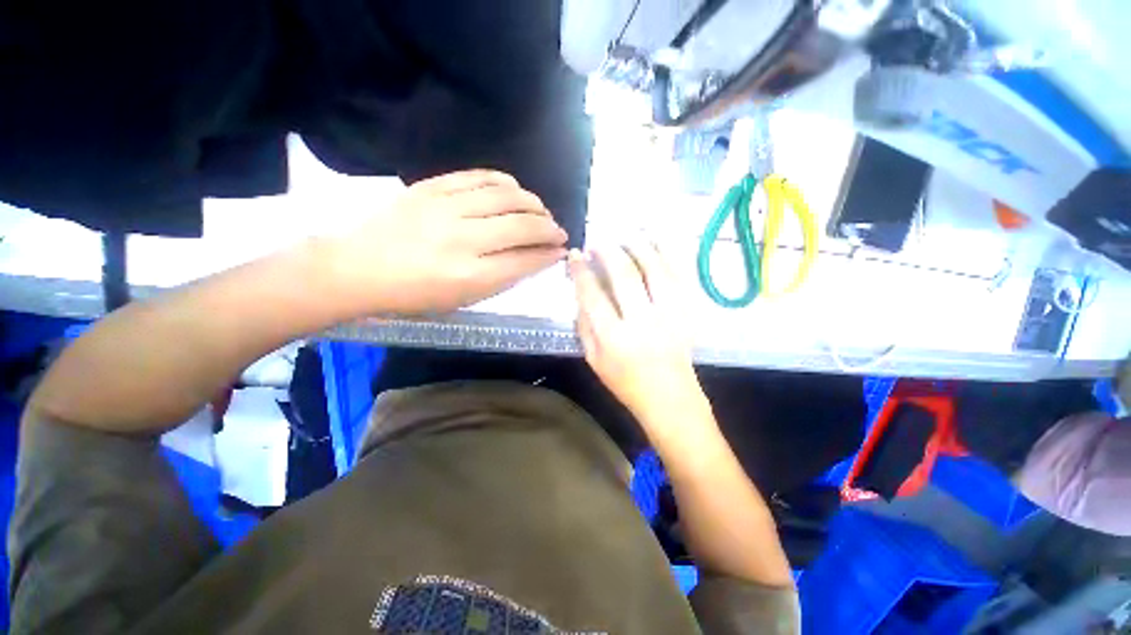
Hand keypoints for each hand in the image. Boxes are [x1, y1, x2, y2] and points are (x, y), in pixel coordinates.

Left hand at [329, 170, 567, 313]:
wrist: (357, 267)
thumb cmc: (413, 295)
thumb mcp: (461, 300)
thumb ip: (501, 279)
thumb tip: (534, 259)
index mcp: (470, 276)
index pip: (524, 260)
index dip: (548, 255)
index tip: (562, 251)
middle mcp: (463, 240)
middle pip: (521, 226)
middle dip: (549, 228)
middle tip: (558, 232)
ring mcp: (446, 208)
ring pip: (506, 196)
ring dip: (533, 203)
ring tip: (541, 211)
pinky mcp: (432, 187)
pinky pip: (479, 176)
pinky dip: (505, 181)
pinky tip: (515, 189)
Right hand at [569, 242, 705, 430]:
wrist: (671, 398)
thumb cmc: (626, 383)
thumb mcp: (594, 361)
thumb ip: (584, 326)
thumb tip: (581, 293)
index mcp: (613, 338)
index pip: (592, 295)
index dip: (581, 271)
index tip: (575, 255)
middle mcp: (642, 322)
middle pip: (624, 276)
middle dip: (608, 252)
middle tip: (599, 242)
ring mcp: (669, 315)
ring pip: (655, 269)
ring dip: (638, 247)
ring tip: (626, 236)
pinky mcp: (688, 312)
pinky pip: (680, 275)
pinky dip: (668, 254)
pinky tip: (657, 241)